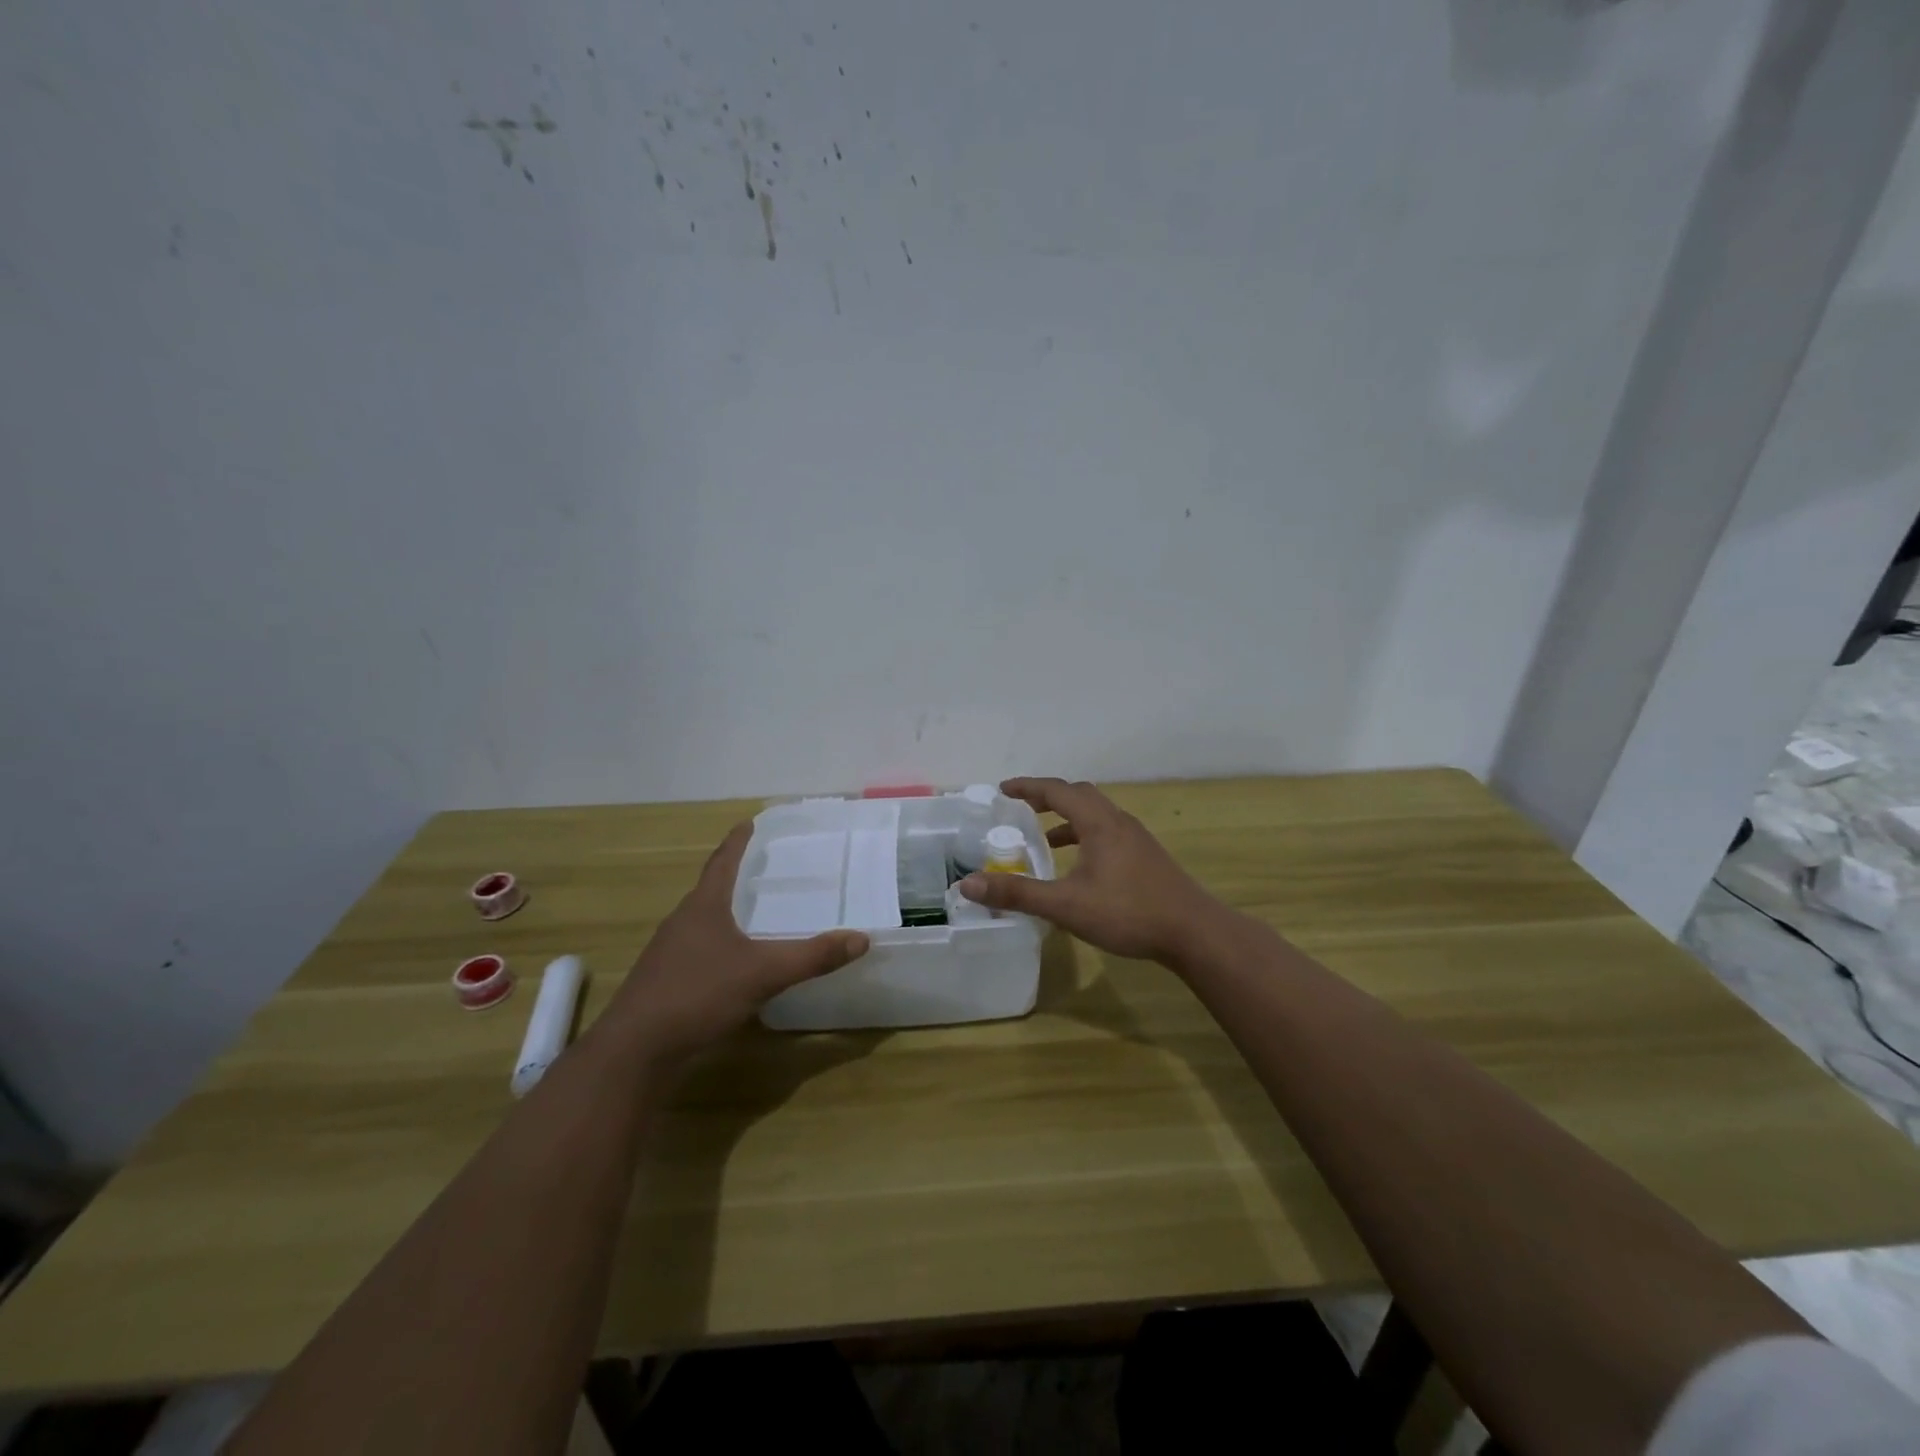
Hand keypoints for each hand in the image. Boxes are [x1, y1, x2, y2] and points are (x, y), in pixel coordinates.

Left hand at [607, 823, 868, 1068]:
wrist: (634, 1052)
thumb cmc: (696, 995)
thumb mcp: (762, 974)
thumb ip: (811, 956)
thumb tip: (861, 939)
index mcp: (703, 907)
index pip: (722, 862)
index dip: (738, 841)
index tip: (749, 822)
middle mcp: (683, 922)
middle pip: (712, 889)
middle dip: (736, 876)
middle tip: (767, 867)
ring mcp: (670, 954)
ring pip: (705, 922)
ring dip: (728, 913)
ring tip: (757, 912)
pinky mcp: (666, 982)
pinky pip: (700, 951)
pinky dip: (722, 946)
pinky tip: (738, 963)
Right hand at [958, 777, 1223, 963]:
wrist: (1193, 932)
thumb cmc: (1128, 912)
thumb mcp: (1065, 905)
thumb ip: (1018, 893)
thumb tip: (968, 883)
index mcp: (1098, 822)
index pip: (1057, 790)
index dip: (1028, 787)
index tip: (1002, 789)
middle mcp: (1118, 821)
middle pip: (1079, 795)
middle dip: (1047, 797)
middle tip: (1021, 807)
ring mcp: (1136, 838)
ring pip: (1096, 814)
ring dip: (1068, 818)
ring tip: (1044, 837)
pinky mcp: (1146, 856)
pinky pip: (1107, 832)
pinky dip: (1085, 836)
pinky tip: (1079, 866)